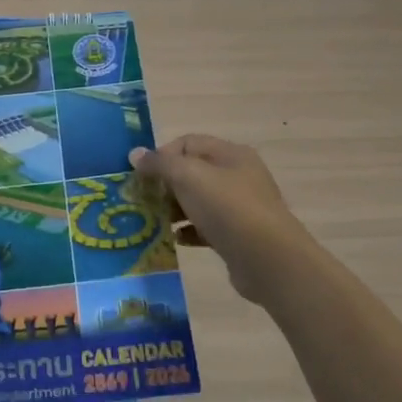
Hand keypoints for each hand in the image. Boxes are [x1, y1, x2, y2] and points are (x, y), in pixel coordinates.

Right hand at [130, 135, 312, 303]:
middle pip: (193, 172)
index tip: (142, 176)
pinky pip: (206, 227)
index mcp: (230, 154)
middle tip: (143, 200)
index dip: (162, 155)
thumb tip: (135, 154)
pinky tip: (176, 238)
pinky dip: (189, 230)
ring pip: (198, 201)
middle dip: (165, 184)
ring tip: (154, 221)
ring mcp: (240, 207)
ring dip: (174, 209)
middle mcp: (238, 176)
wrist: (267, 259)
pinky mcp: (237, 235)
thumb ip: (160, 164)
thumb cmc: (226, 207)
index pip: (188, 143)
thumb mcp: (188, 177)